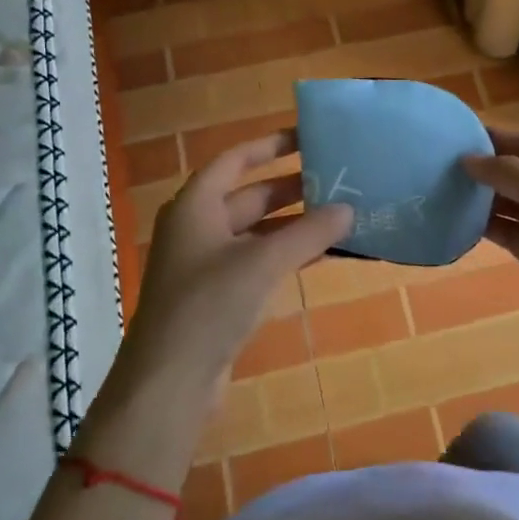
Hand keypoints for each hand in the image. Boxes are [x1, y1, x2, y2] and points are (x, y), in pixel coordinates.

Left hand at [122, 131, 351, 386]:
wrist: (169, 382)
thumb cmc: (209, 306)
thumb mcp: (262, 262)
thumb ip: (308, 233)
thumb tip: (348, 210)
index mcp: (195, 206)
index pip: (234, 160)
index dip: (269, 146)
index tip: (306, 137)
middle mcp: (197, 228)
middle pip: (248, 196)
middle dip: (291, 188)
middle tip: (337, 180)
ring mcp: (206, 264)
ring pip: (257, 232)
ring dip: (294, 225)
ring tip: (339, 216)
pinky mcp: (218, 296)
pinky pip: (257, 262)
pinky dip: (286, 256)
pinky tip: (321, 256)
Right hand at [464, 129, 518, 392]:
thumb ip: (512, 175)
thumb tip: (469, 159)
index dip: (494, 138)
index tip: (451, 135)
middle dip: (484, 168)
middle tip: (436, 166)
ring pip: (513, 204)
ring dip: (483, 198)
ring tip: (440, 192)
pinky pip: (513, 235)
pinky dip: (489, 229)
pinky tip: (458, 224)